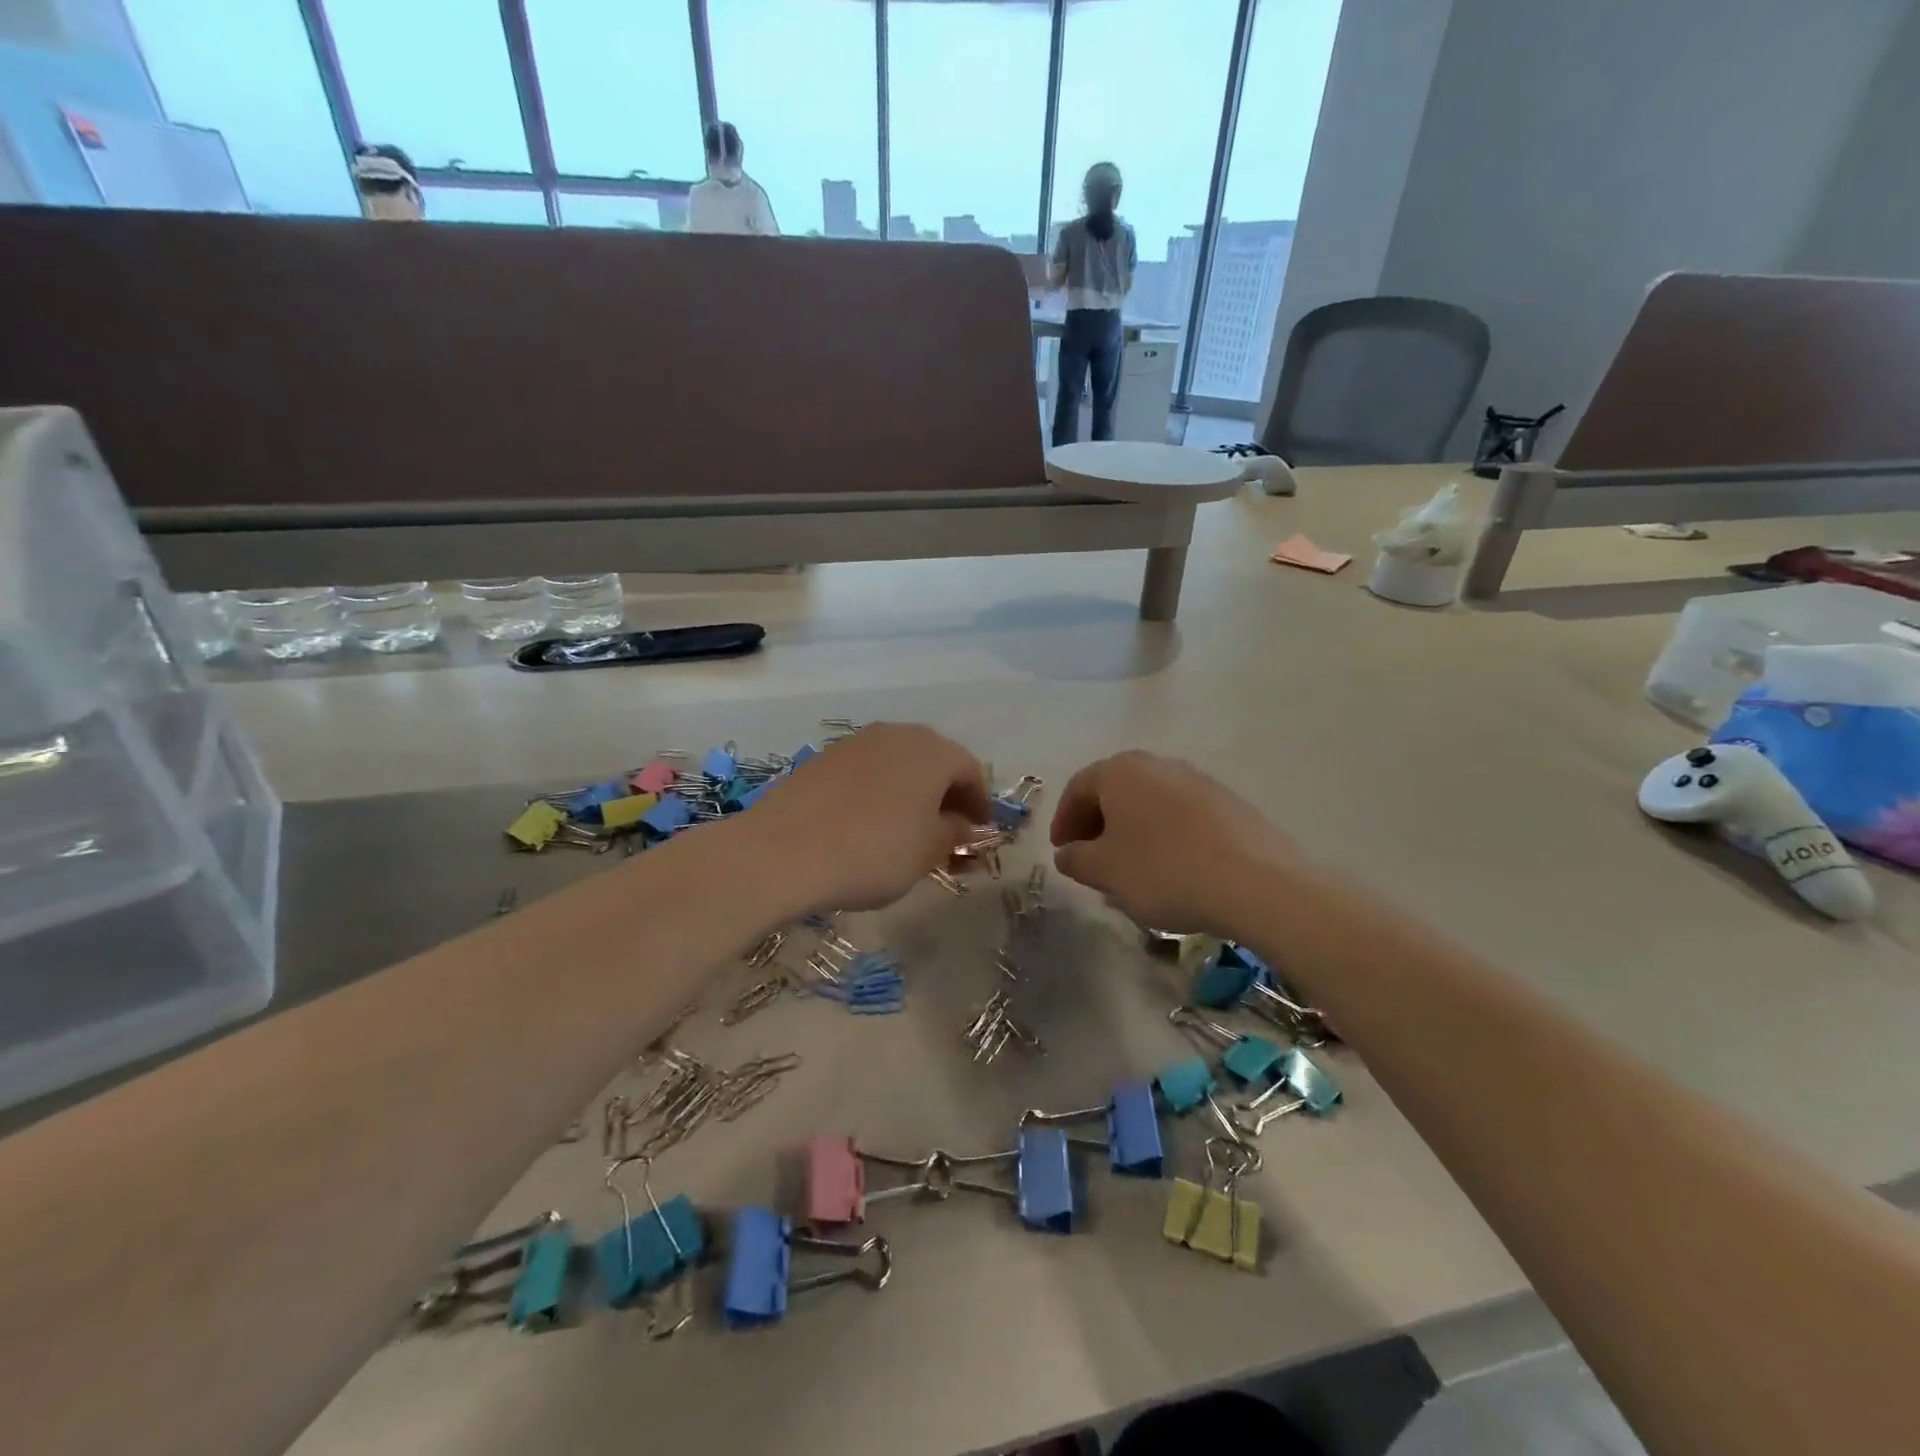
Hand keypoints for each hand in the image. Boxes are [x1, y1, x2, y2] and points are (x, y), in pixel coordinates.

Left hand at [740, 723, 990, 914]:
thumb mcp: (926, 852)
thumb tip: (962, 824)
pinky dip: (879, 789)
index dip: (979, 802)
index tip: (979, 831)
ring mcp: (857, 741)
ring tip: (907, 825)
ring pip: (899, 761)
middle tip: (948, 827)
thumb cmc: (872, 853)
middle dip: (946, 792)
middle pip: (935, 759)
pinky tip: (868, 820)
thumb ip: (954, 833)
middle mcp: (898, 734)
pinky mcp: (824, 756)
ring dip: (912, 789)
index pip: (970, 771)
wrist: (782, 852)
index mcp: (933, 752)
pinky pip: (867, 769)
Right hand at [1050, 751, 1298, 935]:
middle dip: (1098, 823)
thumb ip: (1076, 859)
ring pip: (1150, 803)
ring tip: (1130, 868)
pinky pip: (1181, 816)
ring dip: (1132, 831)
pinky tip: (1171, 869)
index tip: (1061, 851)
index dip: (1063, 820)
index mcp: (1121, 771)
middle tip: (1090, 857)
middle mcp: (1158, 764)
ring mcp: (1198, 780)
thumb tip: (1068, 853)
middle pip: (1115, 791)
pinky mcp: (1229, 803)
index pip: (1078, 788)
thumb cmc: (1164, 871)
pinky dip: (1165, 836)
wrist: (1256, 883)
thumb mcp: (1105, 871)